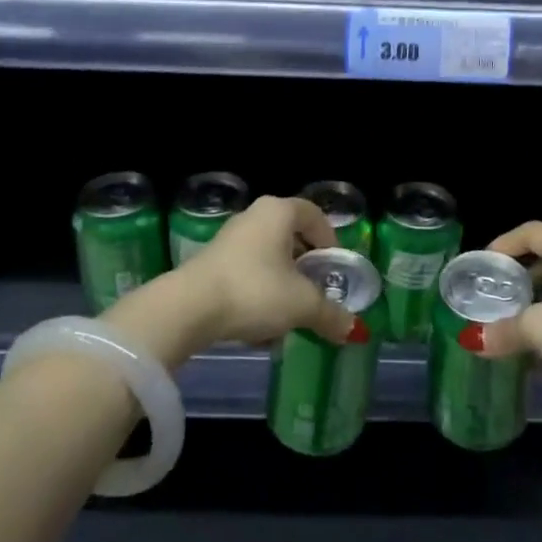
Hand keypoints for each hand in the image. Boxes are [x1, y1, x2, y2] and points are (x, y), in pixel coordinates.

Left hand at [181, 195, 358, 347]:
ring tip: (290, 312)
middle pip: (291, 235)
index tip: (335, 267)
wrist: (188, 308)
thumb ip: (330, 314)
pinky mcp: (210, 262)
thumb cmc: (254, 291)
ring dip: (282, 282)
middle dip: (306, 265)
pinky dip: (259, 292)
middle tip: (317, 290)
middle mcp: (253, 216)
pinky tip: (260, 323)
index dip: (330, 239)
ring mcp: (229, 238)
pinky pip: (247, 272)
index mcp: (278, 212)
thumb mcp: (302, 304)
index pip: (314, 214)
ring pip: (268, 257)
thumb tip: (353, 329)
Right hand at [478, 221, 541, 412]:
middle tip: (492, 298)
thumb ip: (503, 331)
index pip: (530, 231)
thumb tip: (471, 339)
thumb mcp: (540, 329)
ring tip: (510, 327)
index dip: (503, 243)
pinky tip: (541, 354)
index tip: (483, 265)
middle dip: (516, 279)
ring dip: (534, 306)